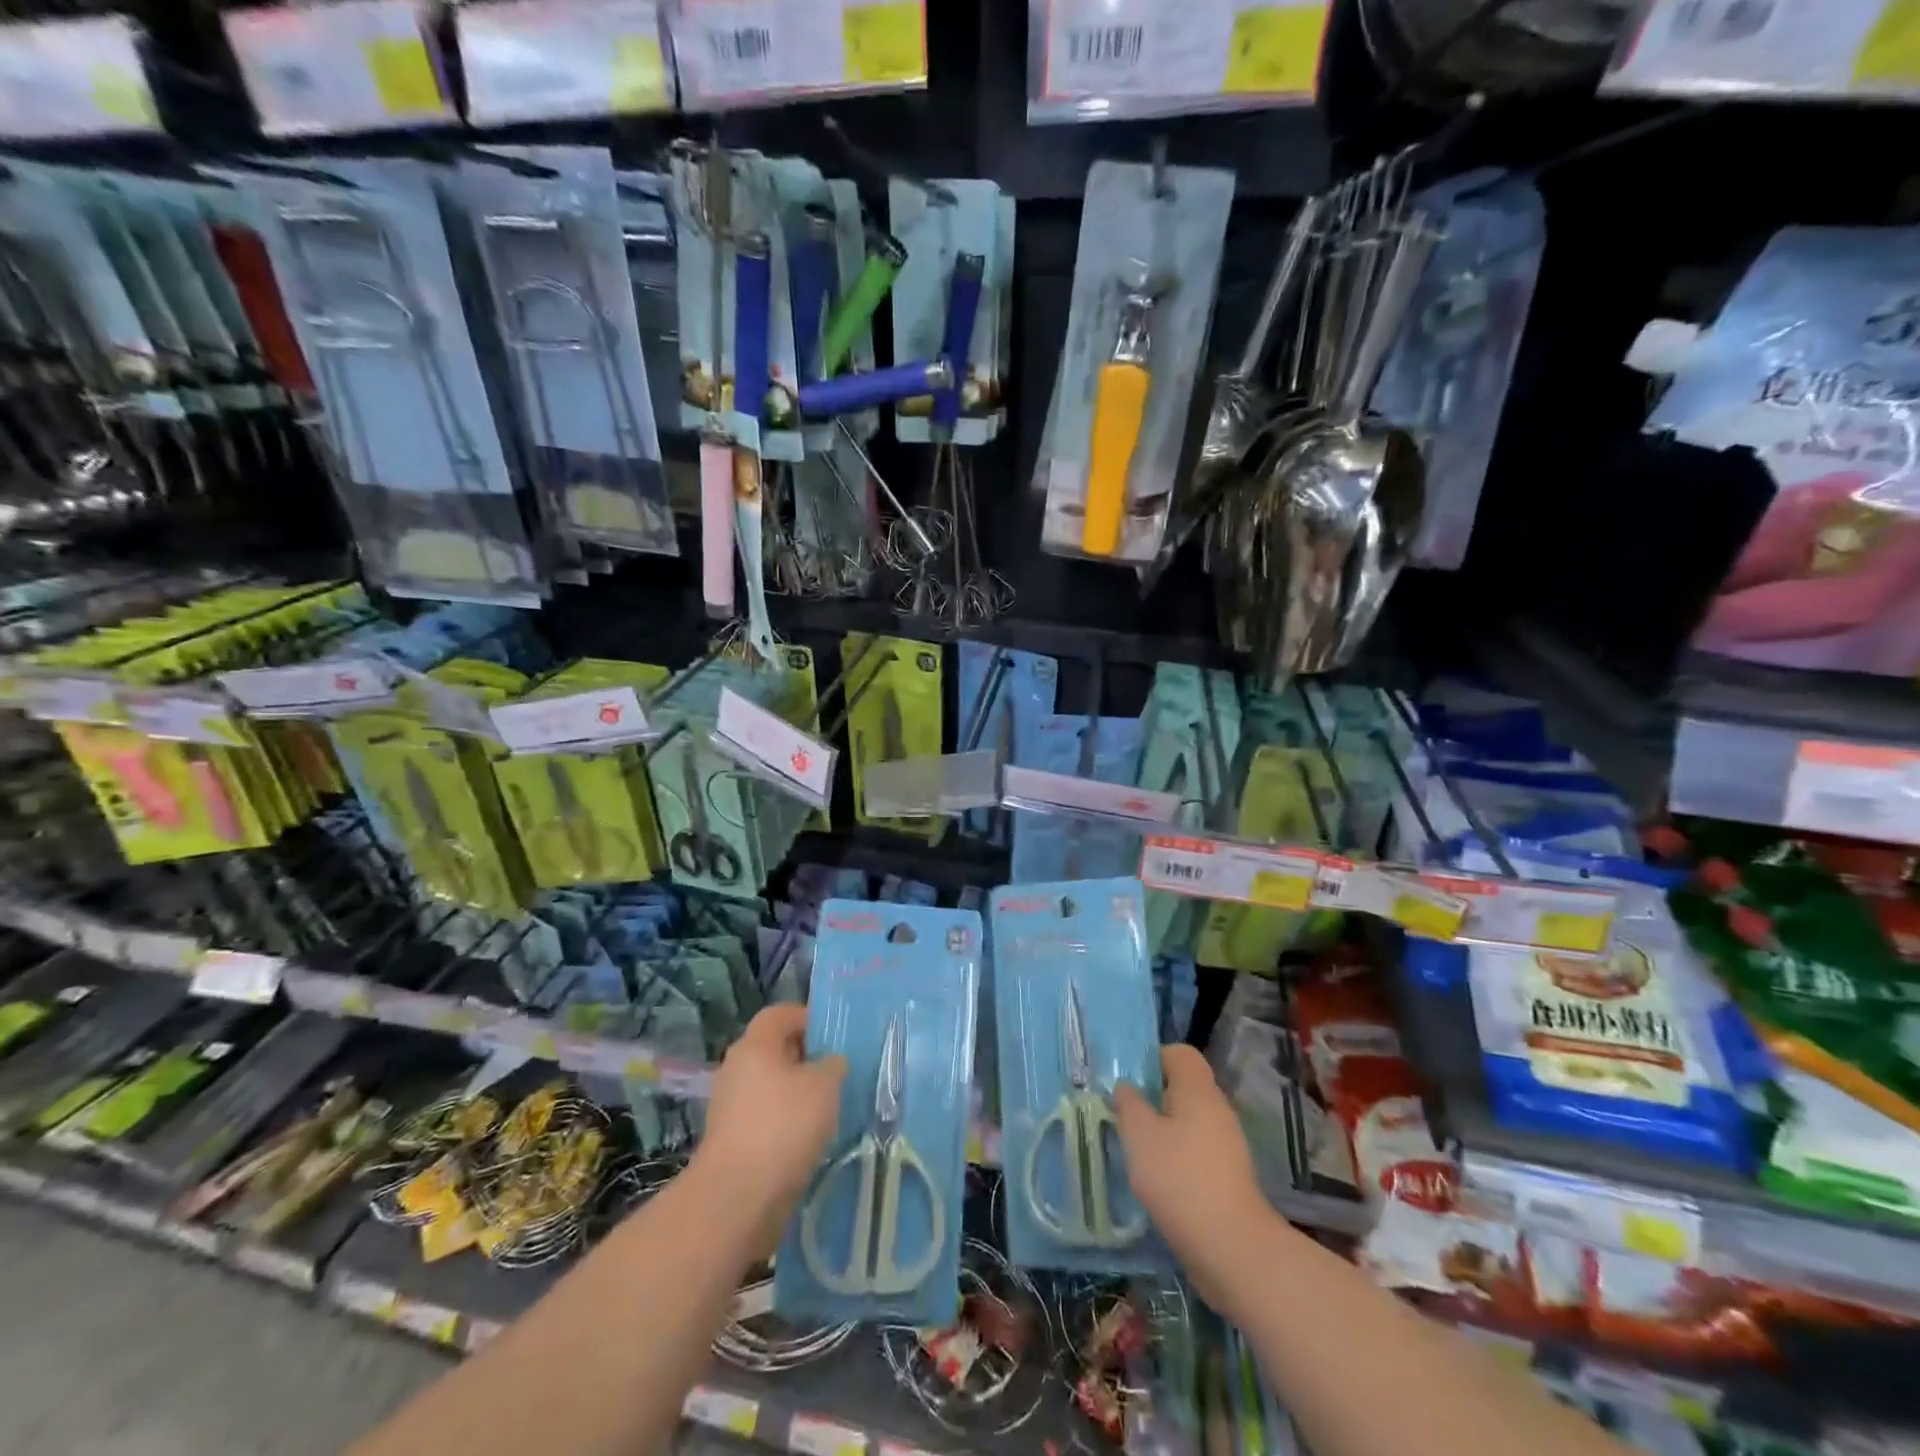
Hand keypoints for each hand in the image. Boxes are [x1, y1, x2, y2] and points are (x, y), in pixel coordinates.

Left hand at [691, 1006, 845, 1247]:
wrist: (737, 1198)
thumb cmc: (783, 1126)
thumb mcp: (824, 1085)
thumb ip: (833, 1065)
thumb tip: (830, 1063)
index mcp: (755, 1044)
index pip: (781, 1014)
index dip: (808, 1017)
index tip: (836, 1035)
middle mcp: (737, 1068)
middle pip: (776, 1050)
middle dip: (807, 1058)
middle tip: (839, 1071)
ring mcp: (731, 1106)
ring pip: (773, 1087)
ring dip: (799, 1094)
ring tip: (831, 1107)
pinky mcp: (733, 1140)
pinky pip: (767, 1118)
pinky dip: (788, 1123)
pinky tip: (812, 1138)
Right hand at [1114, 1046, 1272, 1314]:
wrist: (1232, 1248)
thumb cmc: (1180, 1178)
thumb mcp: (1139, 1135)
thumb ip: (1128, 1104)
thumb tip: (1126, 1088)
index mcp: (1198, 1090)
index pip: (1179, 1053)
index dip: (1152, 1058)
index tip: (1127, 1080)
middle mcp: (1217, 1109)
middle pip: (1183, 1087)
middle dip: (1152, 1097)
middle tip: (1122, 1113)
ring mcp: (1226, 1145)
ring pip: (1188, 1122)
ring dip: (1162, 1130)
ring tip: (1133, 1148)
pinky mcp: (1227, 1177)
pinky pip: (1196, 1151)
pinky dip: (1175, 1158)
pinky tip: (1154, 1179)